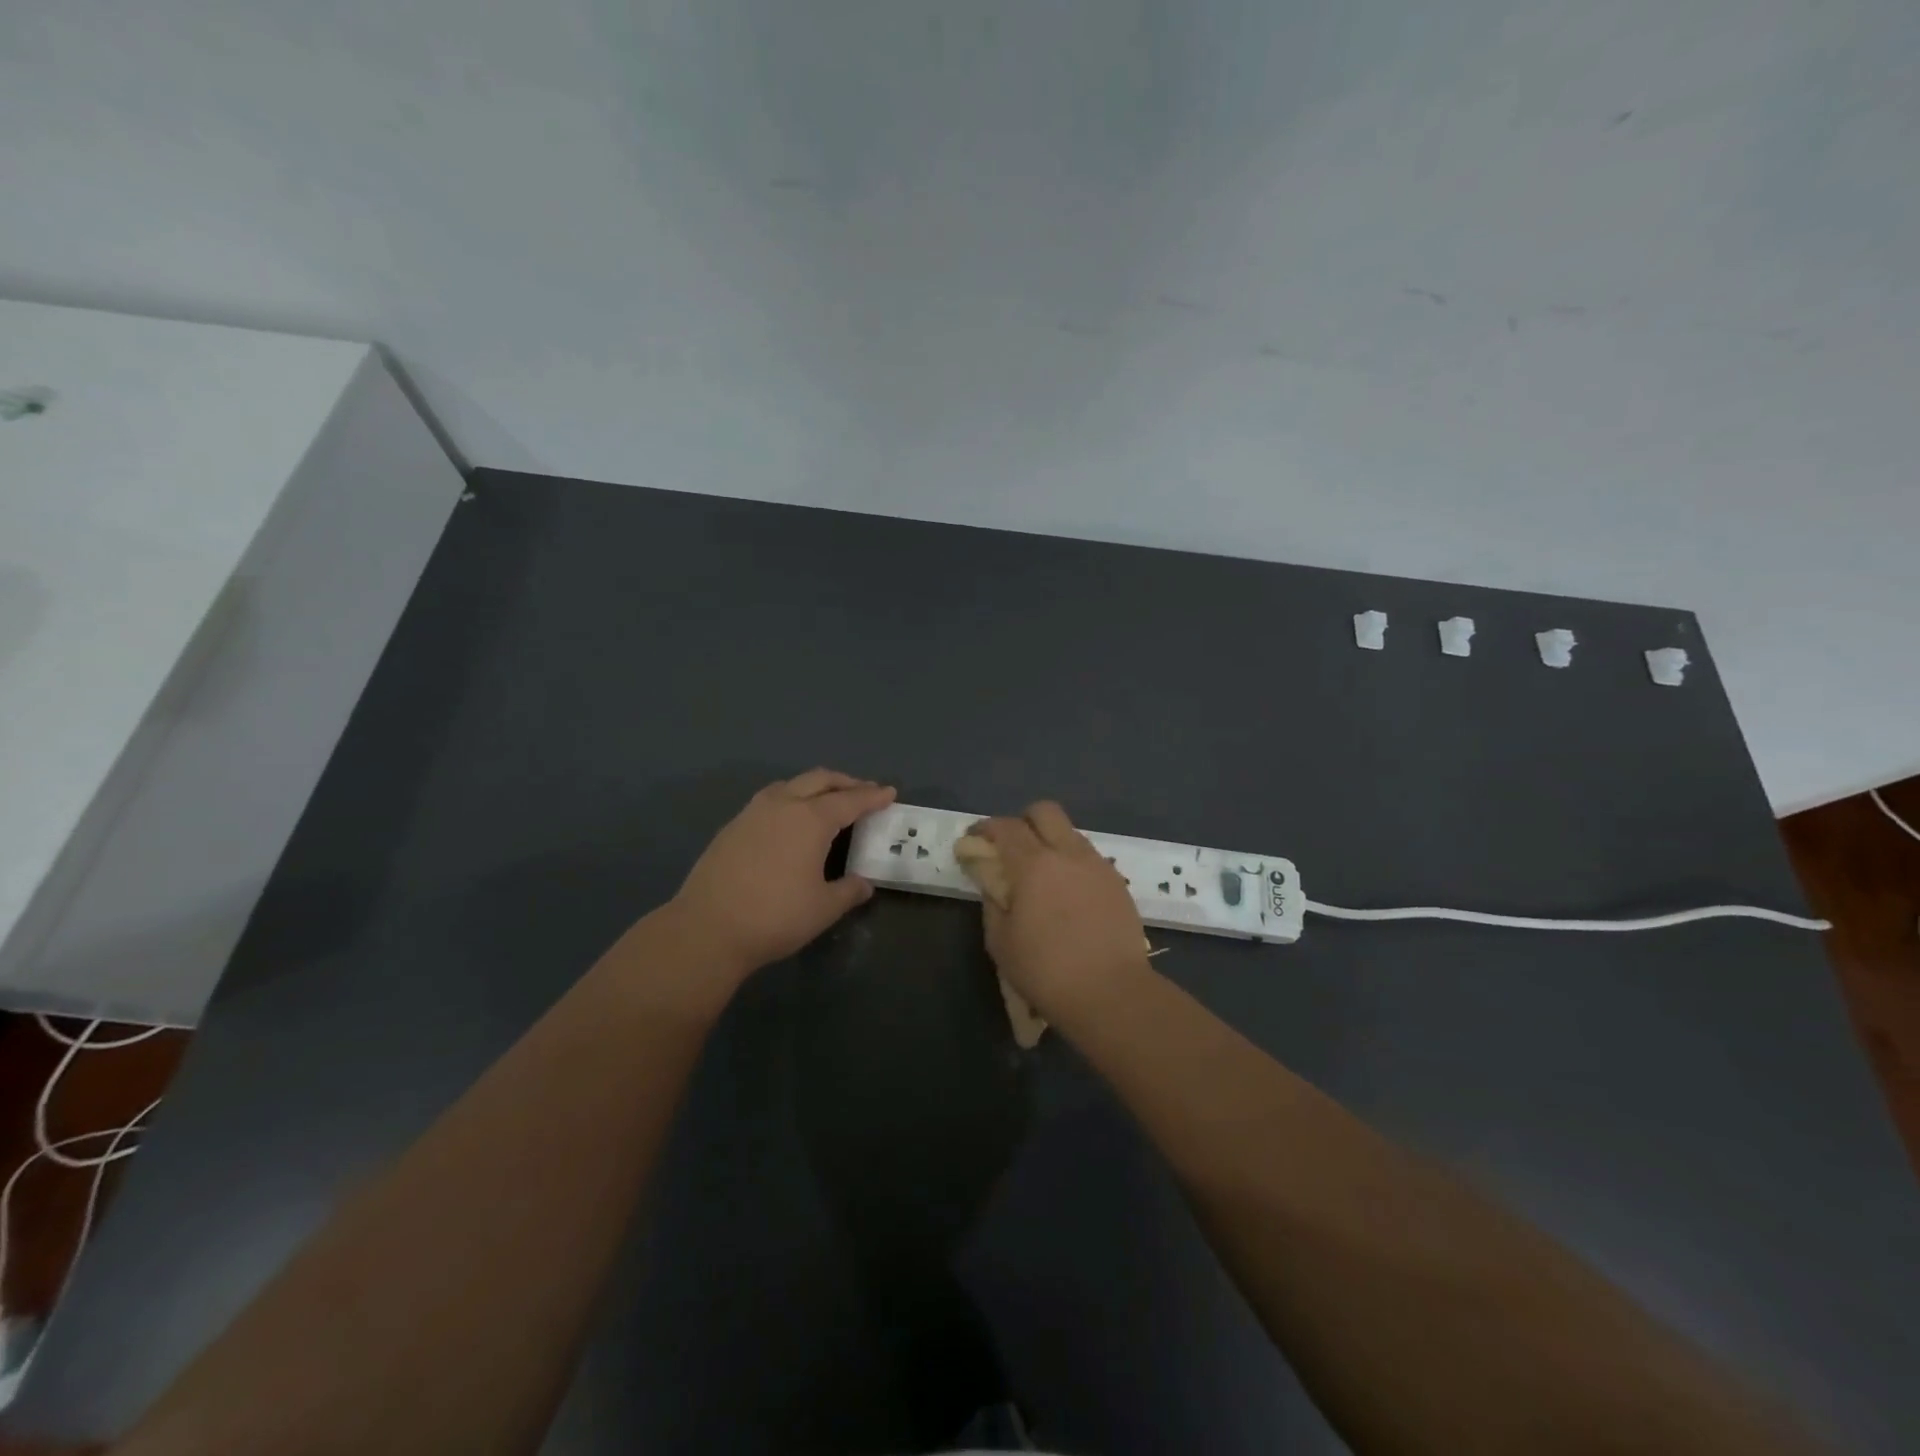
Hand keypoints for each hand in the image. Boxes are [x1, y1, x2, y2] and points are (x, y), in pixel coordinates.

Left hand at [666, 769, 895, 980]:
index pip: (850, 800)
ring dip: (815, 787)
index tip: (889, 793)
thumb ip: (849, 891)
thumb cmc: (775, 916)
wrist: (707, 929)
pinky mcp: (732, 827)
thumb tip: (864, 883)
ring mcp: (752, 813)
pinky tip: (790, 821)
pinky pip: (770, 800)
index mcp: (811, 819)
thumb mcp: (823, 908)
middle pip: (819, 780)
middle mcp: (782, 805)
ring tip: (827, 801)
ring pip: (790, 785)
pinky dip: (790, 800)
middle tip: (864, 791)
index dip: (872, 796)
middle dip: (845, 782)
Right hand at [969, 801, 1151, 1021]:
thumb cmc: (1046, 971)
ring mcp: (1097, 866)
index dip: (985, 828)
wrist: (1112, 993)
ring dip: (1051, 842)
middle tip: (1011, 848)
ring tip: (1042, 876)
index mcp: (1034, 864)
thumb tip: (993, 882)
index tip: (974, 840)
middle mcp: (1068, 853)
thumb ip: (993, 902)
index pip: (1005, 827)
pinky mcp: (1118, 883)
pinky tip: (1068, 895)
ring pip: (1070, 833)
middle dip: (1023, 821)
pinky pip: (1089, 858)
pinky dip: (1072, 864)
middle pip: (1044, 812)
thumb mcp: (1001, 941)